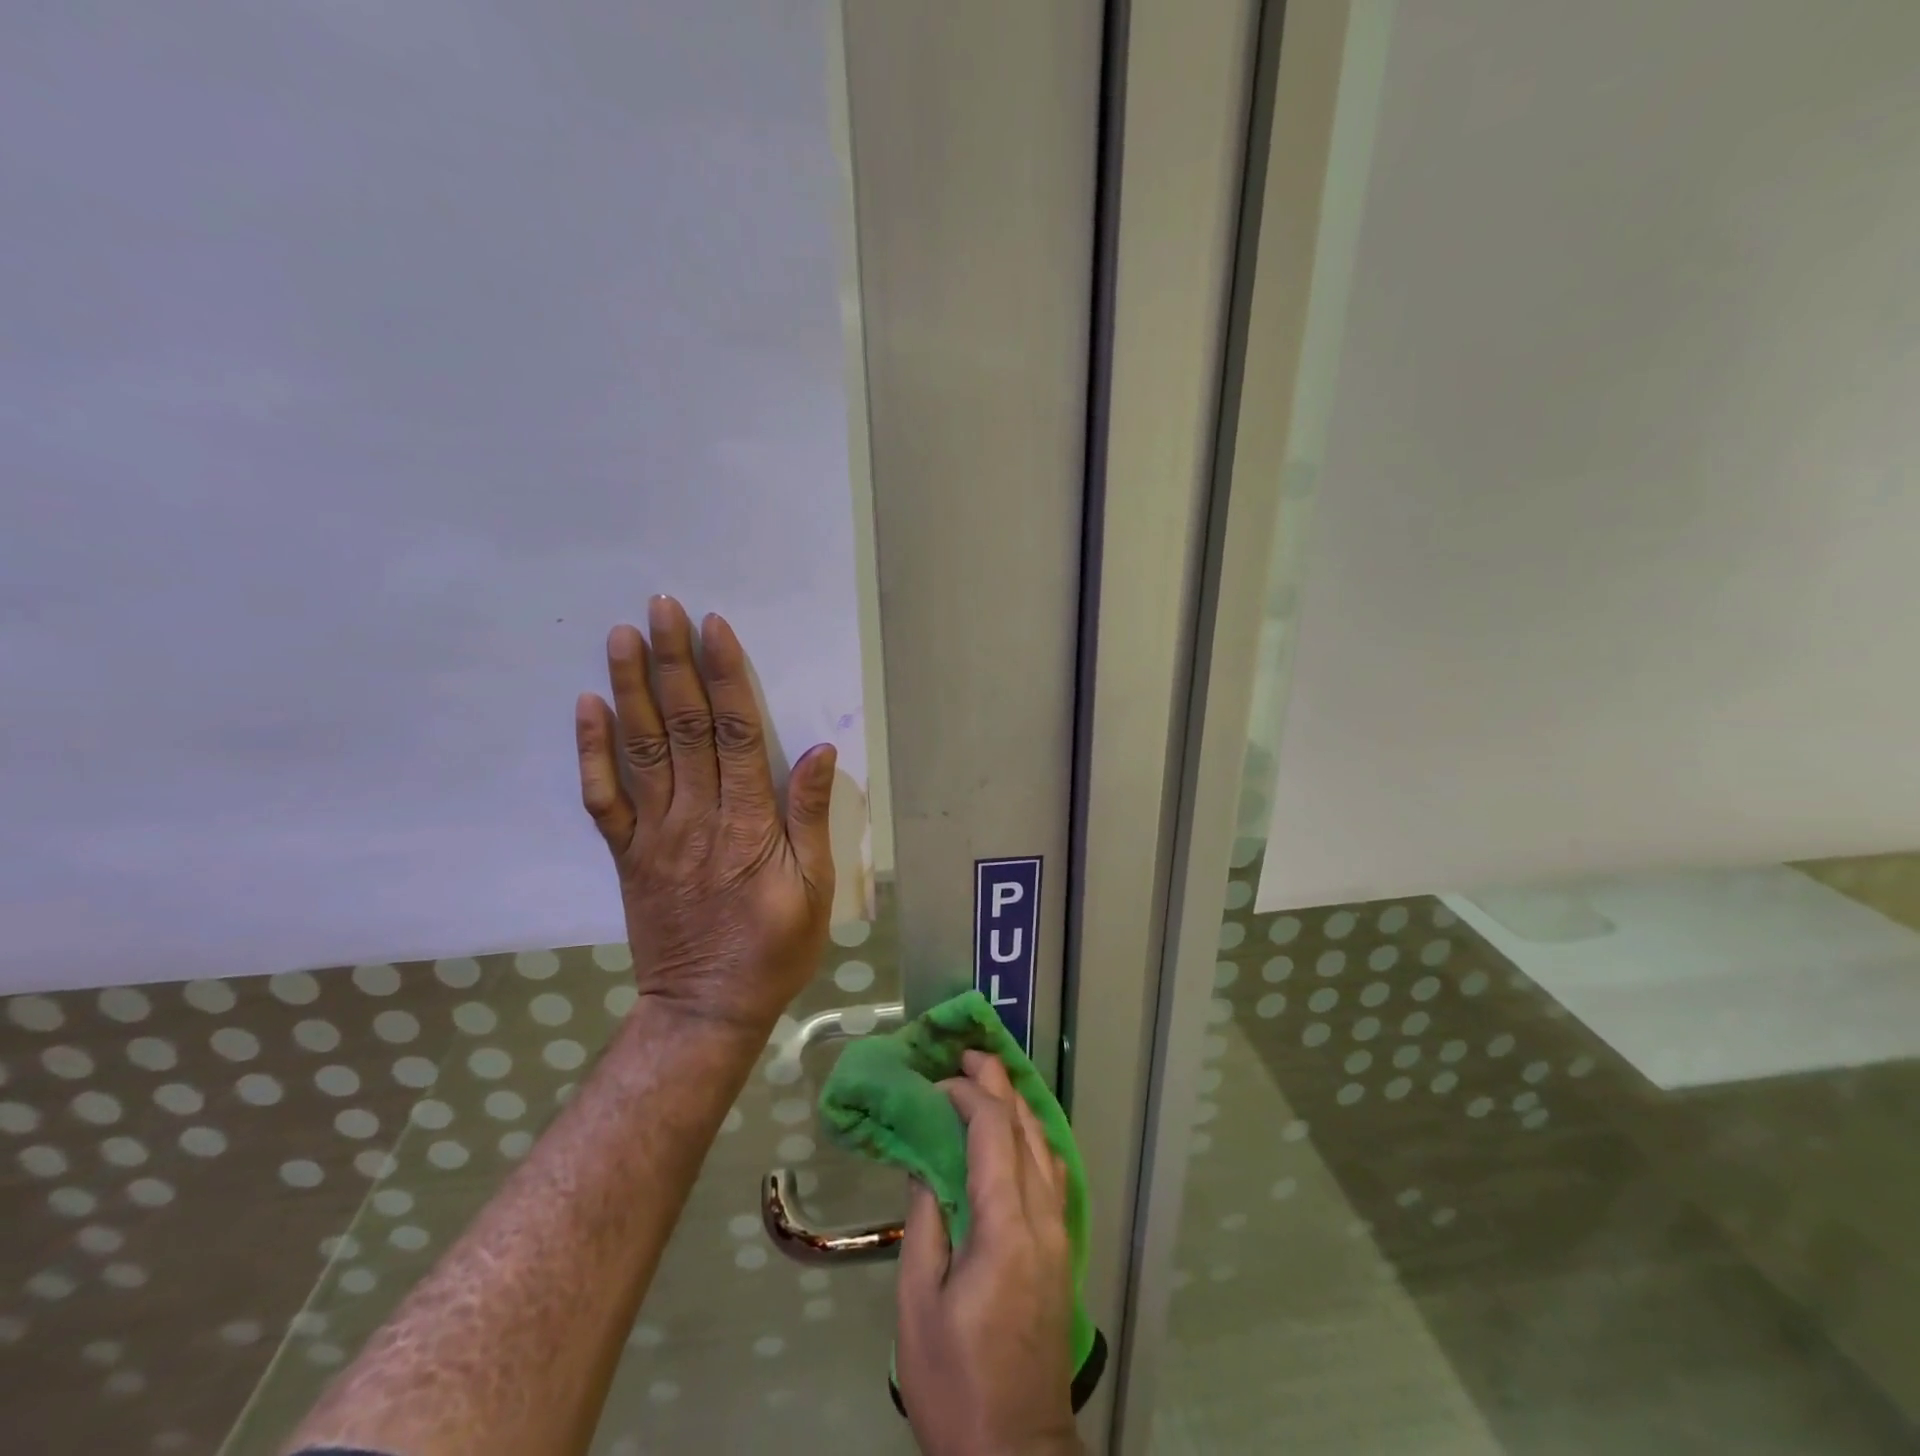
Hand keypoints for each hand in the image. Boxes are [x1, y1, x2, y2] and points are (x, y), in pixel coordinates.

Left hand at [574, 595, 836, 1035]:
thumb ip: (810, 816)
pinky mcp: (626, 855)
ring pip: (641, 750)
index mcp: (748, 823)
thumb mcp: (815, 889)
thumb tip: (817, 749)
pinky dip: (593, 751)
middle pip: (683, 727)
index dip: (724, 676)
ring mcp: (654, 835)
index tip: (712, 627)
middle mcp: (697, 818)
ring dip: (630, 689)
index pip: (734, 733)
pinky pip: (603, 798)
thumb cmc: (774, 947)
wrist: (706, 1008)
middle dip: (673, 663)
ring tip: (621, 636)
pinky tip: (588, 707)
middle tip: (661, 607)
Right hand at [896, 1051, 1082, 1455]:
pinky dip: (1032, 1137)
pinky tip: (1016, 1133)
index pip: (993, 1132)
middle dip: (998, 1084)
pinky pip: (1053, 1172)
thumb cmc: (955, 1380)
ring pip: (1046, 1146)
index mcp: (1006, 1227)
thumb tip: (925, 1160)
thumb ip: (925, 1220)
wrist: (1015, 1453)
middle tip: (969, 1054)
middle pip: (1026, 1128)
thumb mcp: (919, 1302)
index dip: (967, 1095)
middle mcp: (1043, 1218)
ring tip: (989, 1081)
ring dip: (1018, 1106)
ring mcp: (1060, 1233)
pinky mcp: (1063, 1250)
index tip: (938, 1082)